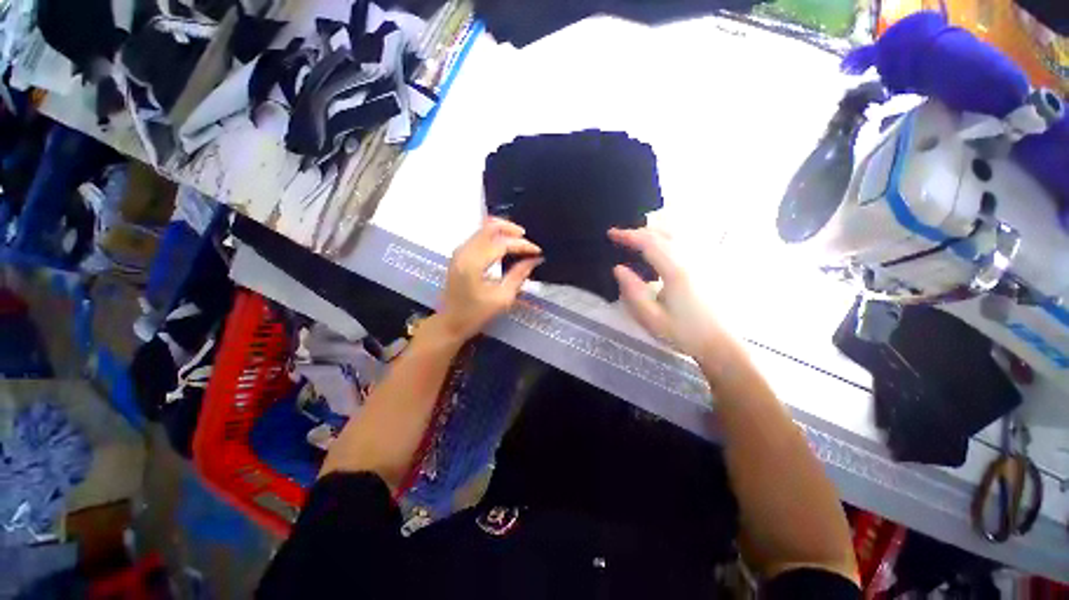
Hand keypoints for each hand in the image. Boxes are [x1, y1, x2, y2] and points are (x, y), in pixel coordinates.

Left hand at [437, 218, 542, 341]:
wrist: (449, 323)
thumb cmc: (475, 315)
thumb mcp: (502, 298)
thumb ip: (518, 276)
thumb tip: (533, 260)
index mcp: (473, 263)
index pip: (502, 244)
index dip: (522, 245)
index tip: (537, 251)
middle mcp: (464, 251)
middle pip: (489, 227)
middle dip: (511, 229)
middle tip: (527, 239)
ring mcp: (459, 252)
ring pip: (483, 229)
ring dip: (502, 231)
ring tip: (519, 241)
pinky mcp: (459, 255)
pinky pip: (478, 236)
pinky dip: (493, 236)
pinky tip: (504, 245)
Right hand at [609, 227, 721, 359]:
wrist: (720, 343)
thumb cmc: (684, 333)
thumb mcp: (651, 318)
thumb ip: (632, 292)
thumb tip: (618, 269)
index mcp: (676, 271)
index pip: (649, 243)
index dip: (628, 235)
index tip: (611, 234)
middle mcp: (691, 259)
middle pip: (663, 233)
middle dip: (639, 231)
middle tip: (620, 237)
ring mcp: (703, 260)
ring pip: (677, 233)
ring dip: (654, 231)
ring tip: (637, 239)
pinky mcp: (708, 265)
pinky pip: (686, 240)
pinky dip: (668, 237)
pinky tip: (661, 245)